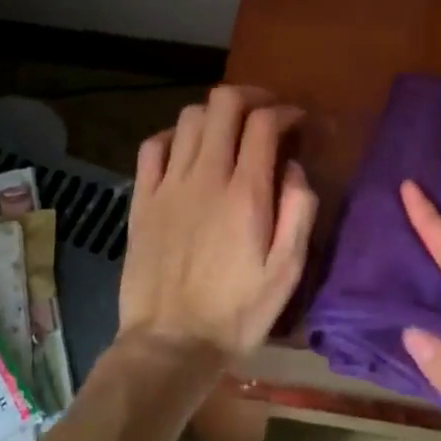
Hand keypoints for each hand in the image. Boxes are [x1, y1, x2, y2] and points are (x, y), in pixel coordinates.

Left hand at [116, 86, 317, 364]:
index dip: (285, 111)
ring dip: (216, 113)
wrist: (171, 343)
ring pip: (190, 117)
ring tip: (231, 130)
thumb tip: (295, 168)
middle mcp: (206, 176)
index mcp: (246, 193)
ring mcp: (169, 185)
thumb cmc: (237, 312)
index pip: (265, 123)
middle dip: (251, 97)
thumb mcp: (287, 271)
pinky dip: (175, 135)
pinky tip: (187, 148)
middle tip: (267, 112)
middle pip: (224, 104)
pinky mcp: (143, 199)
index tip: (297, 121)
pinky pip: (154, 145)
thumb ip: (298, 212)